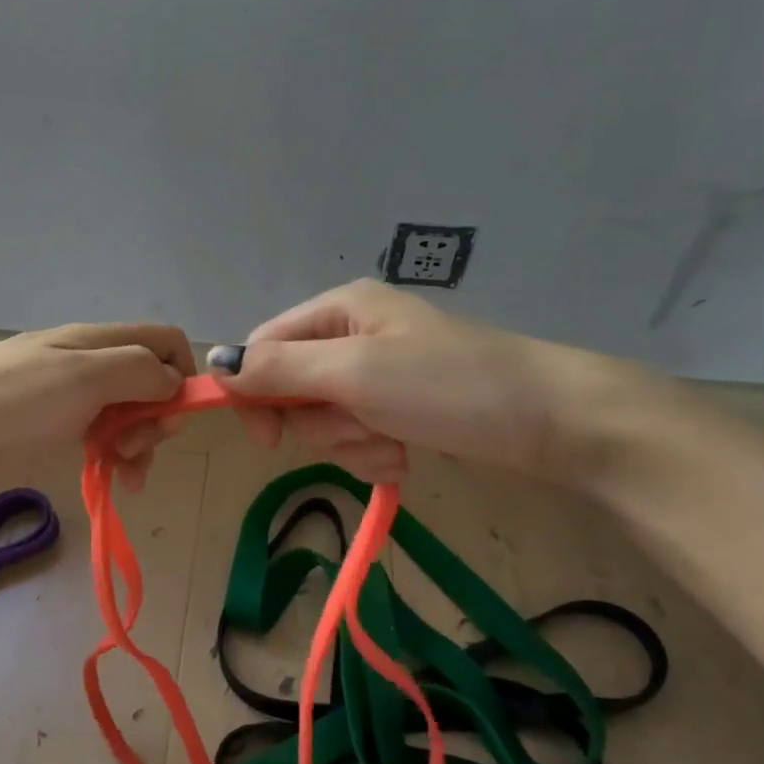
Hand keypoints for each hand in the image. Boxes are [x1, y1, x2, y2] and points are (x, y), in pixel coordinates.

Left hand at [0, 322, 194, 491]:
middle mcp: (88, 364)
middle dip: (157, 417)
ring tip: (126, 475)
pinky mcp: (48, 431)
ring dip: (139, 444)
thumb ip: (137, 370)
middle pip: (149, 382)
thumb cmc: (8, 402)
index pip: (164, 341)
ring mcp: (67, 398)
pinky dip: (113, 458)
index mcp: (98, 342)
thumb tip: (173, 381)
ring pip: (125, 415)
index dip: (183, 374)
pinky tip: (113, 481)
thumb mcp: (82, 376)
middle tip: (137, 448)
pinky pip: (96, 438)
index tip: (175, 416)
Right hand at [208, 280, 631, 484]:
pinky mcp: (396, 410)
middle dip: (322, 423)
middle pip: (291, 391)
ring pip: (323, 422)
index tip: (268, 437)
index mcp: (337, 310)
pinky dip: (374, 454)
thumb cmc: (447, 384)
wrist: (549, 420)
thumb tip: (213, 363)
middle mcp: (350, 337)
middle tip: (361, 425)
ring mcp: (375, 376)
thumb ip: (279, 369)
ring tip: (395, 440)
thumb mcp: (354, 372)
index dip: (254, 392)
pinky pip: (356, 439)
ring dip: (351, 443)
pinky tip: (407, 453)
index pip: (262, 348)